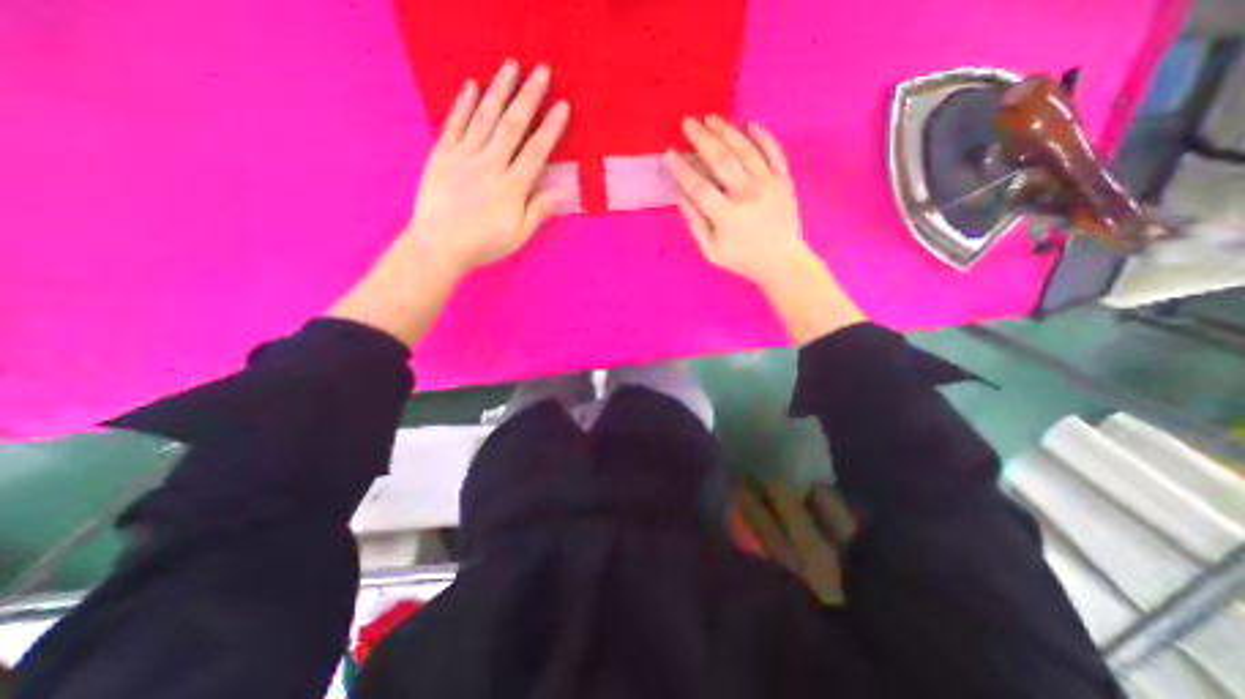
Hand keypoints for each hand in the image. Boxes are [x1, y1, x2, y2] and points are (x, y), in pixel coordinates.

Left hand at [326, 64, 568, 346]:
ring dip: (499, 91)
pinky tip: (471, 87)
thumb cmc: (483, 245)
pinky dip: (463, 105)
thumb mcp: (518, 236)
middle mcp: (490, 165)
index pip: (535, 151)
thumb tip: (563, 192)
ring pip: (485, 118)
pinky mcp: (442, 156)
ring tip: (511, 66)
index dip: (550, 128)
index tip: (562, 106)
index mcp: (511, 187)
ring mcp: (464, 157)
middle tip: (541, 71)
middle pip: (512, 126)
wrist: (438, 246)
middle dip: (529, 97)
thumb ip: (538, 211)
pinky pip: (454, 126)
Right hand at [667, 117, 861, 343]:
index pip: (698, 186)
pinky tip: (749, 124)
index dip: (681, 169)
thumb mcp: (712, 252)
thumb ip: (696, 224)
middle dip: (701, 138)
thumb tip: (681, 195)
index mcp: (727, 216)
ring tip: (711, 118)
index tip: (669, 154)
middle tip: (687, 122)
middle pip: (720, 159)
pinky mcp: (784, 181)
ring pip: (745, 149)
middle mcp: (747, 194)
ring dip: (726, 131)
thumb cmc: (743, 260)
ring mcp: (769, 184)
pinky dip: (762, 136)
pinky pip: (774, 151)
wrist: (783, 262)